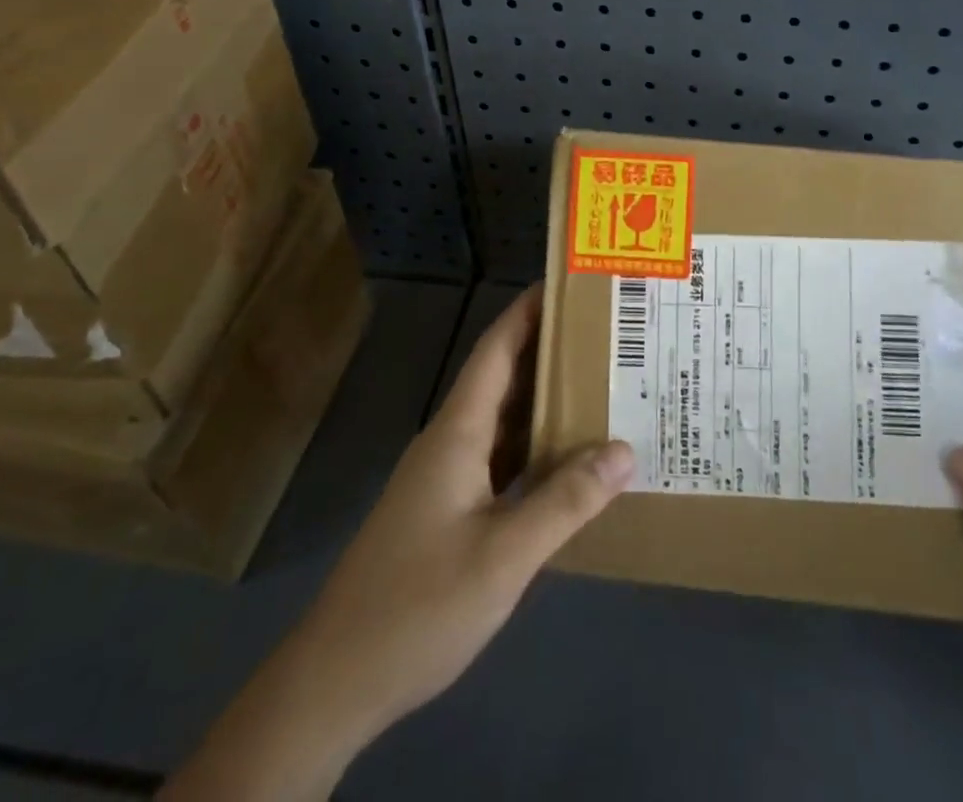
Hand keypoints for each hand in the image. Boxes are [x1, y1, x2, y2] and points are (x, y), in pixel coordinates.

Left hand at [164, 285, 633, 799]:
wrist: (337, 680)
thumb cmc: (419, 605)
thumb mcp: (503, 555)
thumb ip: (565, 501)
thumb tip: (624, 449)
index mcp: (458, 432)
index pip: (496, 350)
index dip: (528, 312)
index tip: (569, 283)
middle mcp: (451, 441)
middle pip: (503, 378)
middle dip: (550, 351)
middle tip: (607, 334)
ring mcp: (447, 477)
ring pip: (503, 420)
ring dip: (545, 400)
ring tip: (601, 384)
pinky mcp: (448, 510)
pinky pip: (500, 459)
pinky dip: (535, 448)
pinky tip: (568, 460)